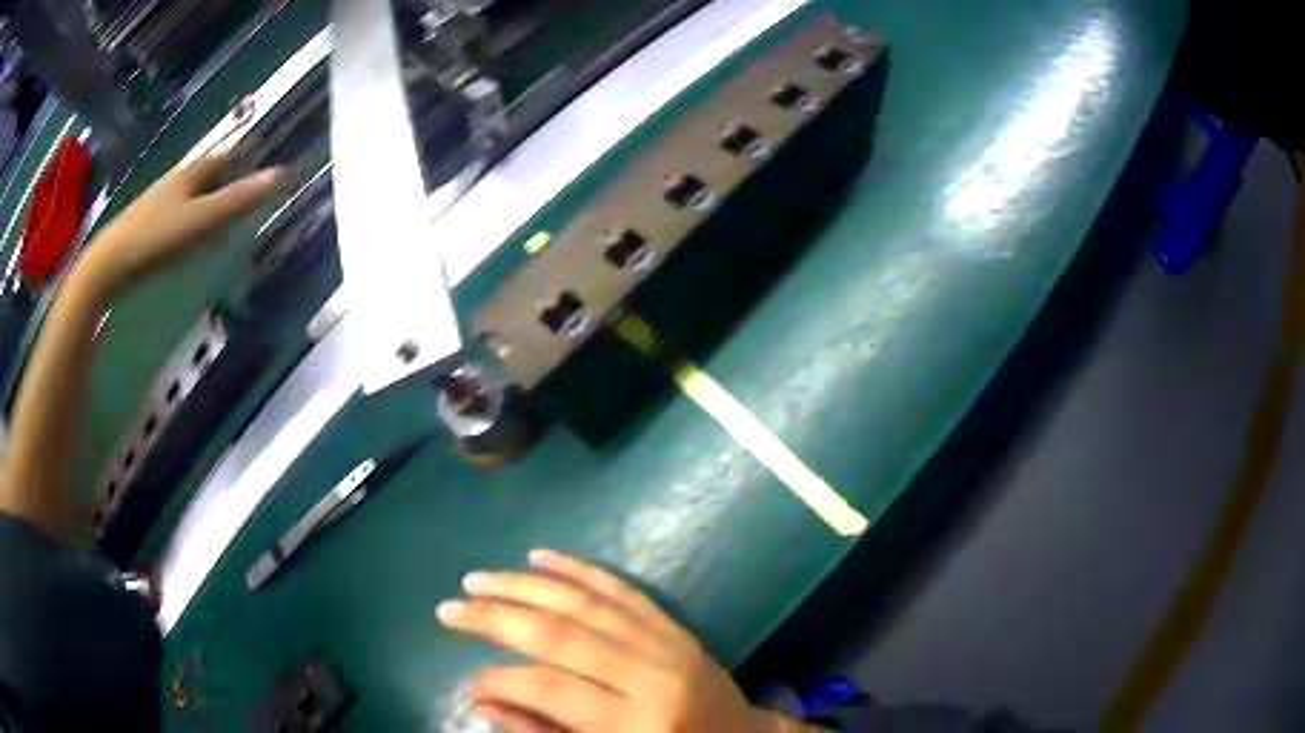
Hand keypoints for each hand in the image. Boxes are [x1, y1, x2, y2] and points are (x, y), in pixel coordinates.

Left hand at [77, 150, 281, 297]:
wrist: (108, 265)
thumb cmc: (156, 239)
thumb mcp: (201, 220)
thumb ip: (238, 200)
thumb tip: (281, 175)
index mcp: (191, 174)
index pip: (225, 156)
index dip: (245, 152)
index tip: (262, 146)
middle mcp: (175, 181)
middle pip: (207, 172)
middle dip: (227, 173)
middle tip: (245, 176)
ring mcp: (158, 202)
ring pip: (190, 192)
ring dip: (207, 195)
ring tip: (220, 206)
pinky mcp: (146, 224)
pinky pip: (177, 211)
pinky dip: (190, 214)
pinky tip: (188, 231)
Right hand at [437, 549, 801, 731]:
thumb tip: (485, 700)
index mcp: (637, 723)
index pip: (551, 690)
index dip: (500, 681)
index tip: (470, 683)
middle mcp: (651, 676)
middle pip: (561, 635)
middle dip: (497, 618)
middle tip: (449, 609)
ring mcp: (667, 644)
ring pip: (585, 602)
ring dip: (525, 586)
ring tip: (477, 579)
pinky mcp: (675, 627)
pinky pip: (622, 590)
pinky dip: (578, 570)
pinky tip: (540, 557)